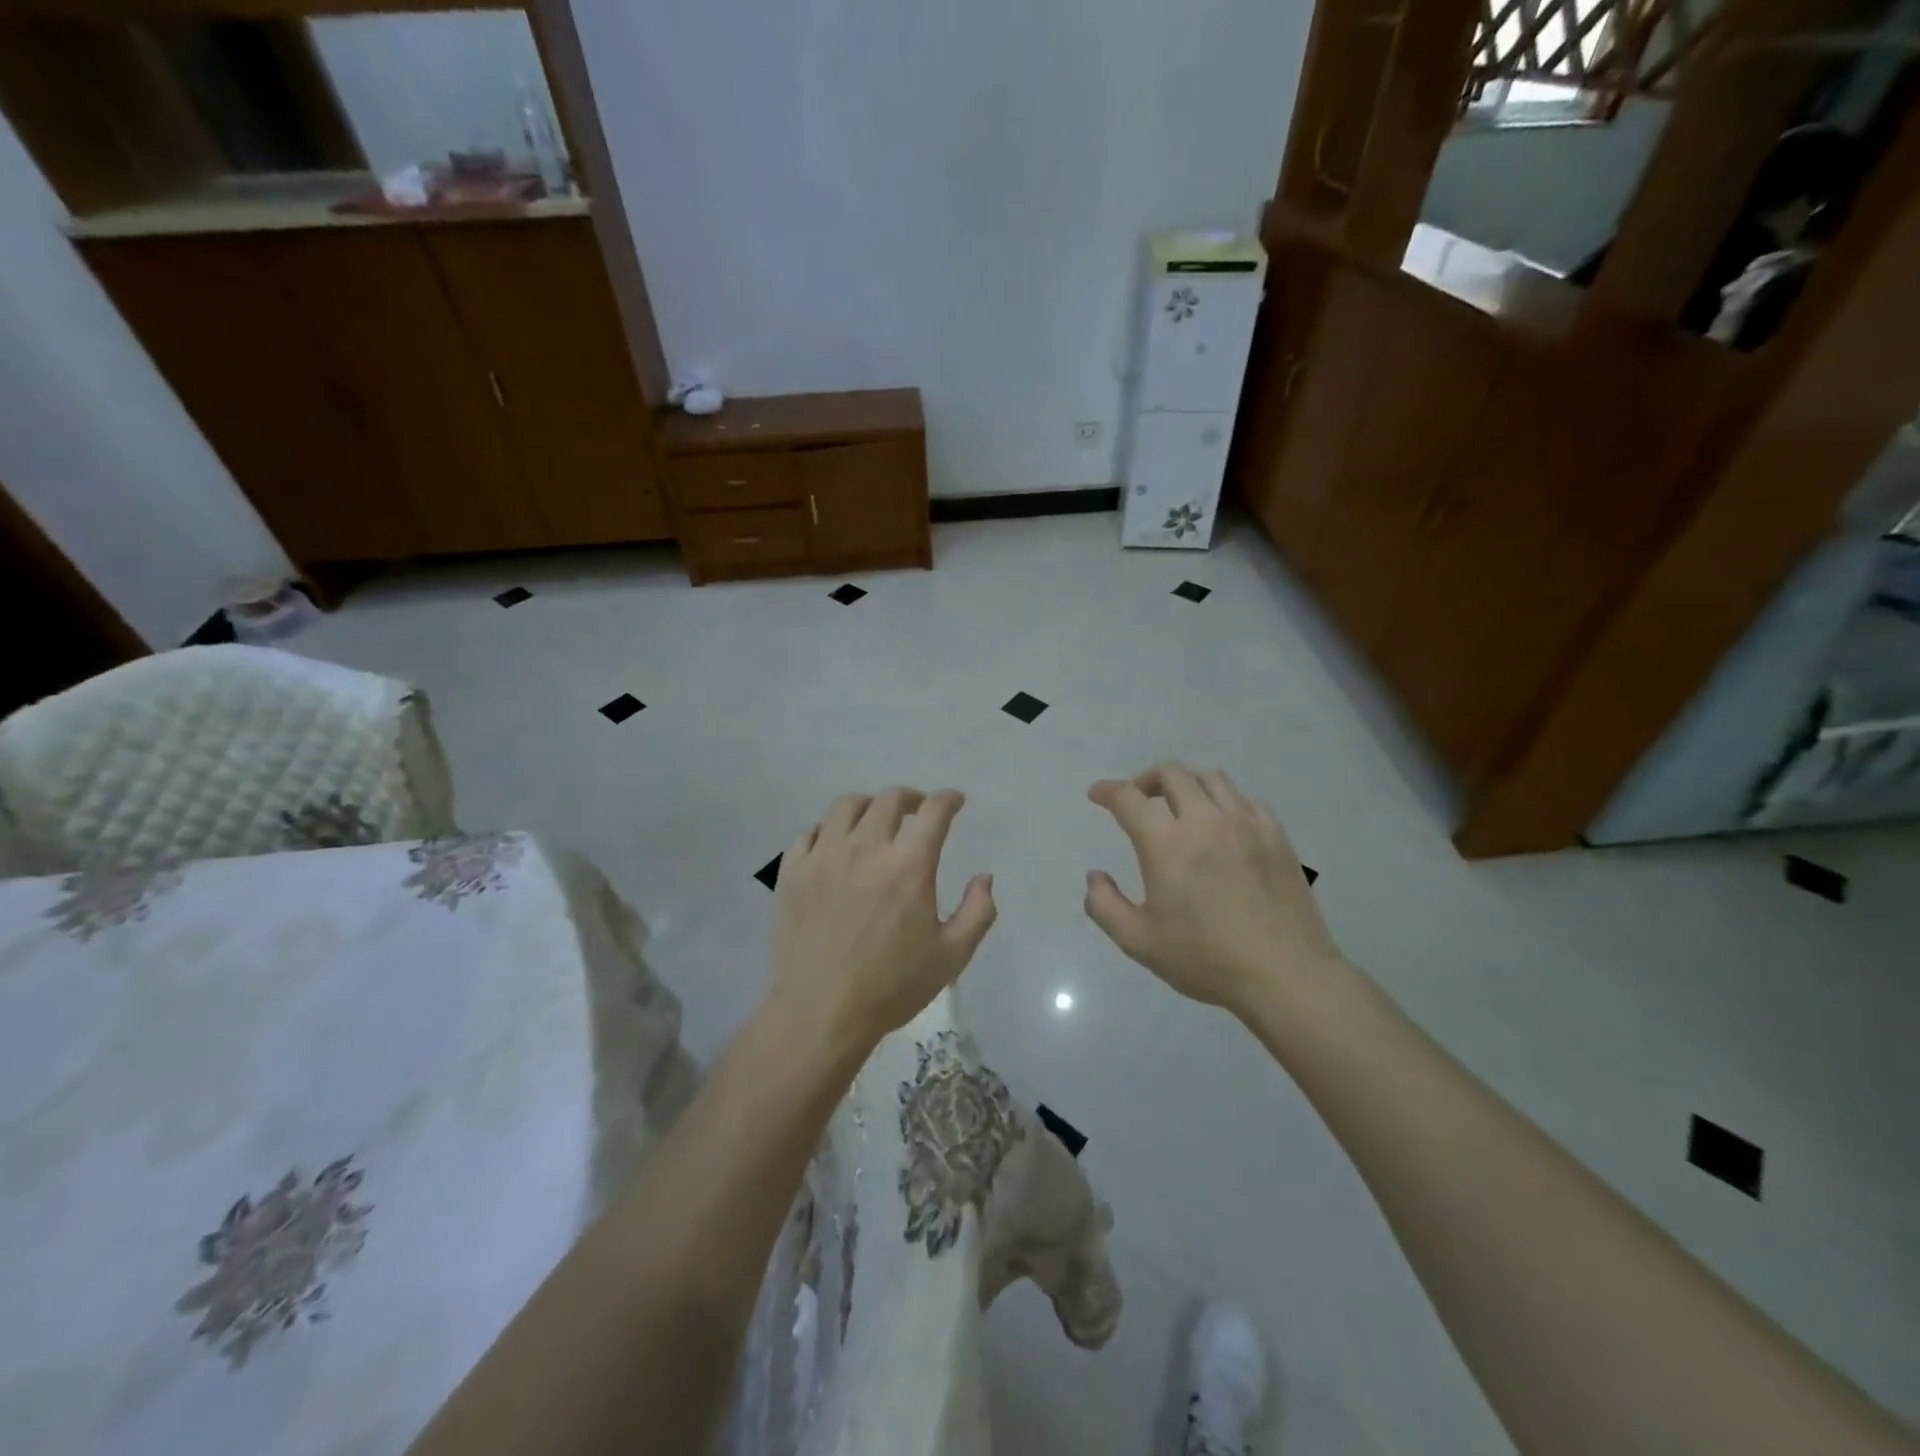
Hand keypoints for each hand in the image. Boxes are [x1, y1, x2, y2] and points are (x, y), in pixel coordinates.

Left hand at [771, 787, 996, 1050]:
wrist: (821, 1012)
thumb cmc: (892, 986)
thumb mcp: (952, 956)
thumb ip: (977, 911)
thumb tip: (984, 878)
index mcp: (908, 865)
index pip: (934, 812)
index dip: (948, 799)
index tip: (954, 801)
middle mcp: (866, 848)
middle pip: (890, 799)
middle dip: (911, 798)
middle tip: (917, 811)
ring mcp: (824, 856)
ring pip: (846, 806)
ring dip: (868, 806)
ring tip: (874, 822)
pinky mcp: (793, 872)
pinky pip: (809, 833)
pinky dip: (827, 831)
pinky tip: (834, 846)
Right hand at [1084, 763, 1342, 1013]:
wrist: (1285, 975)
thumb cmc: (1206, 959)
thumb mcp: (1138, 942)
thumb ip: (1104, 905)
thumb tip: (1095, 875)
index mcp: (1167, 844)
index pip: (1129, 798)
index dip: (1107, 791)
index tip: (1098, 795)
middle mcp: (1205, 821)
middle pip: (1172, 774)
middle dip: (1145, 779)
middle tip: (1137, 798)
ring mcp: (1246, 824)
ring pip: (1211, 778)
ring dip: (1186, 784)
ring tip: (1180, 805)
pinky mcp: (1276, 835)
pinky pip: (1245, 799)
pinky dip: (1224, 801)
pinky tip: (1222, 823)